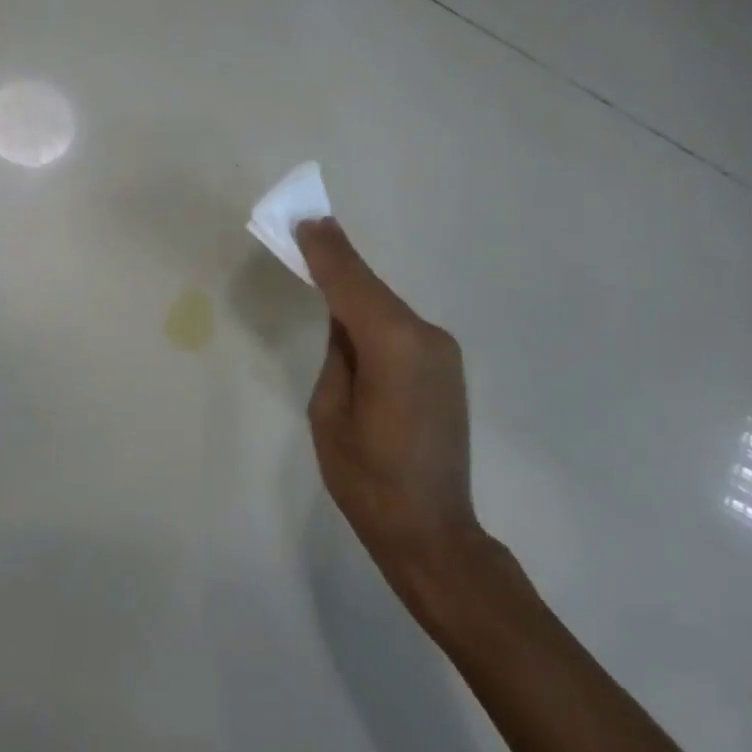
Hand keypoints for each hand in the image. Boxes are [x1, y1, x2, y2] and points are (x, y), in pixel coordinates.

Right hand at [296, 218, 479, 583]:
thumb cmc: (367, 479)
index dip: (327, 252)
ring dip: (357, 292)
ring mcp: (443, 353)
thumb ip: (338, 354)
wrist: (432, 530)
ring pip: (388, 309)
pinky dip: (375, 317)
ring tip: (323, 269)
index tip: (305, 221)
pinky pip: (402, 330)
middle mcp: (427, 338)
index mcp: (395, 347)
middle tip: (307, 233)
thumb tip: (344, 321)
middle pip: (373, 291)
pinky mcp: (447, 368)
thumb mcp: (330, 413)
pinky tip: (353, 318)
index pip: (353, 286)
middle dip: (340, 265)